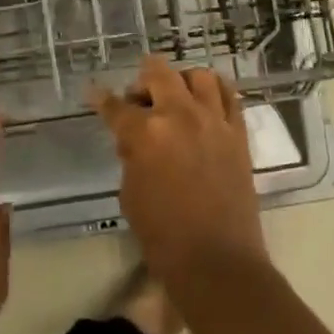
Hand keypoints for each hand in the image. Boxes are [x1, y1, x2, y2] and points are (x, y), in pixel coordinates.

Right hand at [94, 56, 268, 288]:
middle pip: (158, 73)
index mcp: (145, 133)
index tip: (94, 93)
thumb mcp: (130, 193)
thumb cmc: (163, 234)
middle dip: (142, 79)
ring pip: (199, 76)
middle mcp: (180, 115)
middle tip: (138, 97)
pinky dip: (216, 91)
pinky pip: (230, 96)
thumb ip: (131, 156)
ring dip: (182, 79)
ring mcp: (213, 121)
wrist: (217, 260)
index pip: (116, 106)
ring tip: (176, 95)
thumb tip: (135, 140)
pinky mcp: (238, 133)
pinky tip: (206, 101)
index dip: (101, 100)